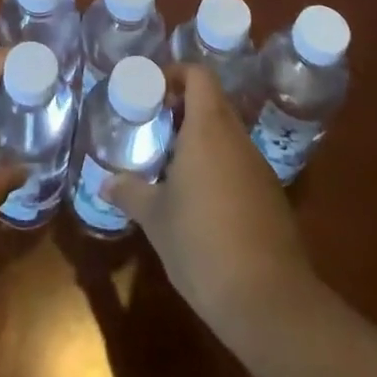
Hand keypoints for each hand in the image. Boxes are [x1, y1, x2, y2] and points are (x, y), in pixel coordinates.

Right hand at [105, 63, 314, 328]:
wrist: (270, 303)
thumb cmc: (202, 245)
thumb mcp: (156, 219)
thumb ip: (129, 193)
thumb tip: (104, 183)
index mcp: (208, 128)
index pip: (198, 75)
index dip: (175, 74)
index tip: (152, 92)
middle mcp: (237, 138)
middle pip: (212, 102)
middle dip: (183, 109)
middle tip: (154, 129)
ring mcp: (259, 167)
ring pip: (227, 135)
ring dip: (201, 140)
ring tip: (172, 167)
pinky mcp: (272, 197)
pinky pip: (240, 165)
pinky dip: (219, 168)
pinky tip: (201, 203)